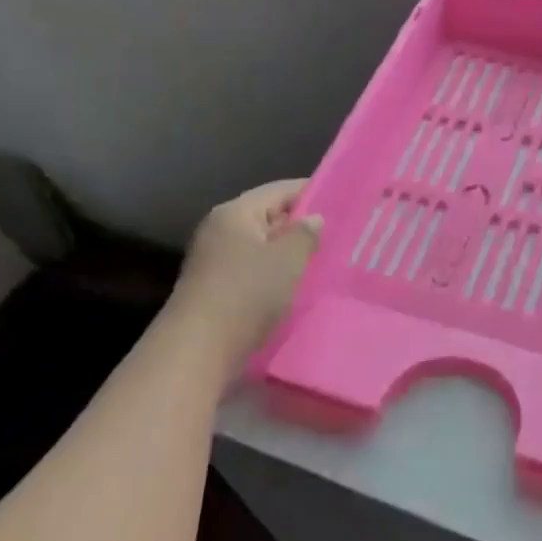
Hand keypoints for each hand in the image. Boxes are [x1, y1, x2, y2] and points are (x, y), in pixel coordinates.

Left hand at [173, 179, 322, 357]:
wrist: (198, 350)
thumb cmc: (247, 293)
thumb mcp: (288, 259)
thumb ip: (306, 234)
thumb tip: (314, 219)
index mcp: (235, 213)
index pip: (280, 190)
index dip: (312, 193)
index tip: (343, 202)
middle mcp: (220, 230)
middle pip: (269, 217)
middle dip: (301, 226)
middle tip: (339, 234)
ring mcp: (214, 261)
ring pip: (262, 247)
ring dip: (289, 254)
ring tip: (324, 261)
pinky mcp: (216, 289)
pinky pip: (254, 271)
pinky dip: (275, 275)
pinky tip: (298, 286)